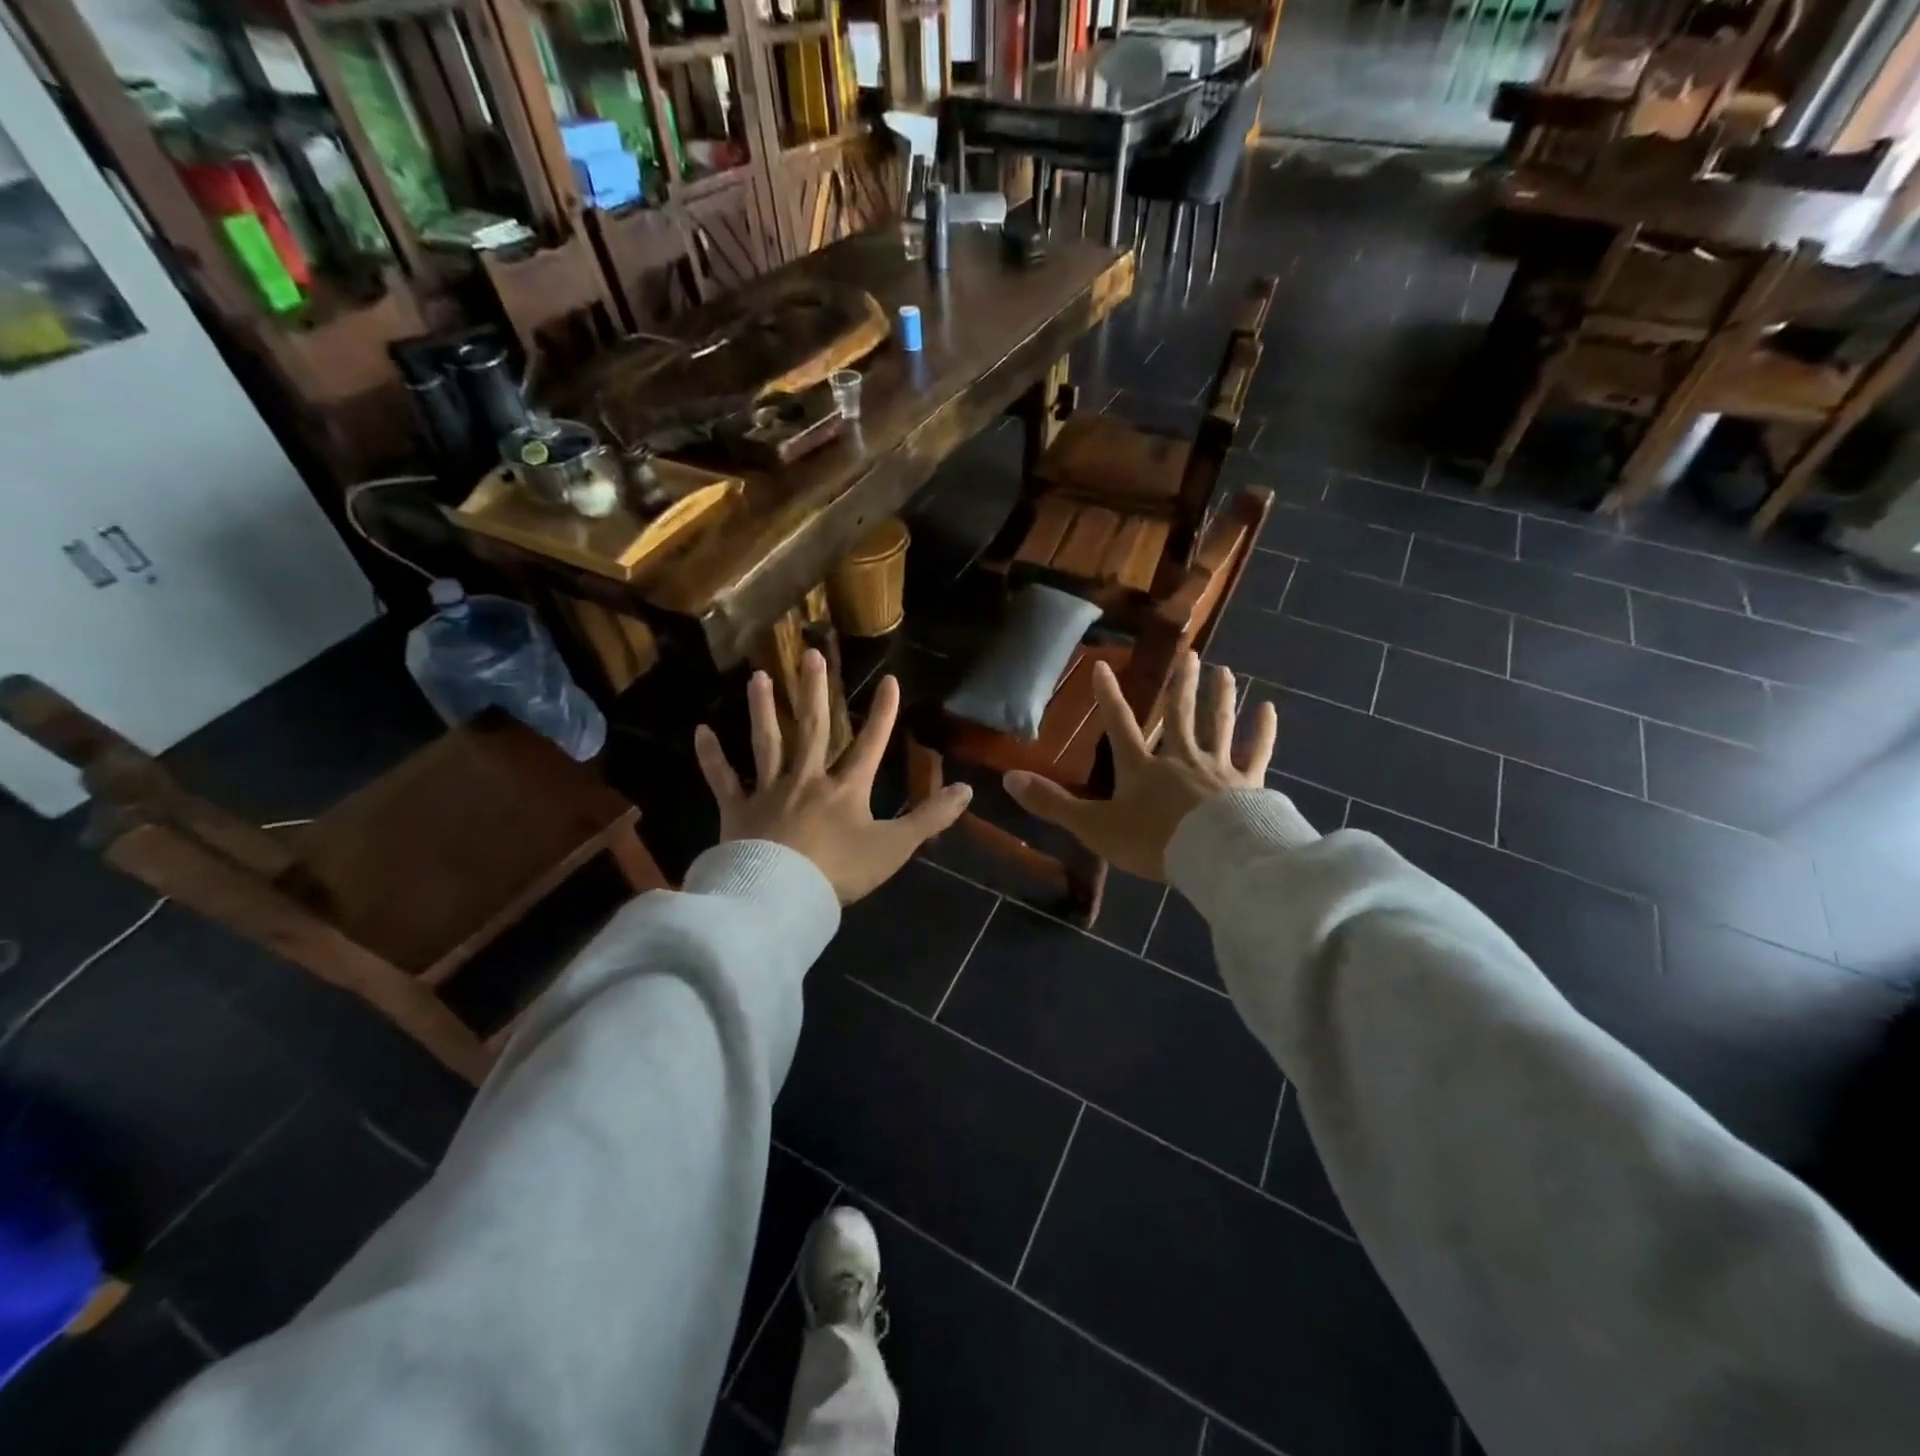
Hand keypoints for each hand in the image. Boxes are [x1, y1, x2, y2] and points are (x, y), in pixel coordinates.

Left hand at [693, 650, 972, 903]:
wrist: (781, 897)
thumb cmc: (839, 872)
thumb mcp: (894, 847)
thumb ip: (930, 818)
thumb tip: (967, 790)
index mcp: (846, 788)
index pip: (870, 743)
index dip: (882, 712)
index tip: (889, 680)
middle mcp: (807, 779)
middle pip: (813, 728)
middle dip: (815, 690)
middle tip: (809, 653)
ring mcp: (769, 791)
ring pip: (767, 742)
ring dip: (764, 709)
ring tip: (759, 677)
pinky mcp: (737, 810)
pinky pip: (723, 779)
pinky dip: (711, 756)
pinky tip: (701, 731)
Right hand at [1003, 652, 1275, 880]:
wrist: (1213, 857)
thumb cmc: (1152, 842)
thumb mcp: (1094, 826)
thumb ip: (1053, 804)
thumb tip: (1008, 778)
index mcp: (1142, 767)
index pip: (1120, 724)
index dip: (1109, 696)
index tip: (1103, 665)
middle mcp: (1179, 757)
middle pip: (1179, 714)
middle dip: (1181, 684)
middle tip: (1190, 653)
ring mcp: (1217, 767)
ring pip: (1217, 724)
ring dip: (1219, 697)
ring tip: (1223, 671)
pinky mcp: (1248, 783)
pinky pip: (1256, 751)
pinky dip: (1263, 731)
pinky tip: (1268, 709)